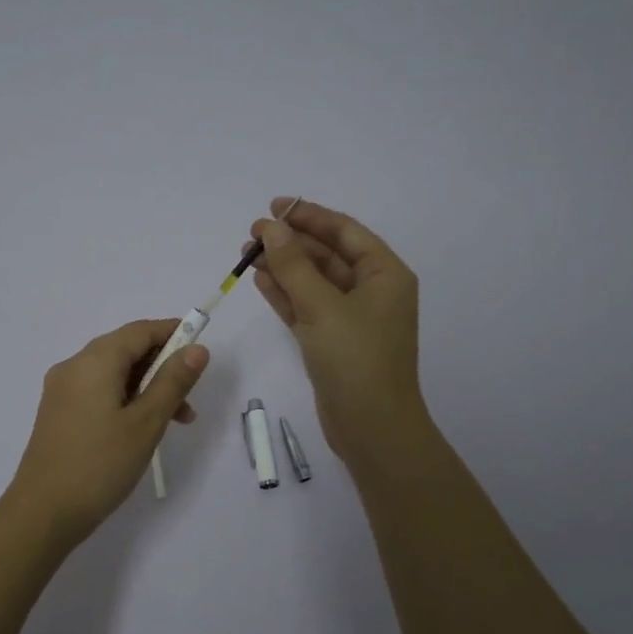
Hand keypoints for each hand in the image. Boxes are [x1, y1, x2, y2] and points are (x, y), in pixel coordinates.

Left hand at [5, 318, 209, 549]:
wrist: (42, 514)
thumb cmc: (100, 465)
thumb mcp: (146, 423)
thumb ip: (173, 382)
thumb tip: (197, 349)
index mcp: (94, 361)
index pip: (140, 331)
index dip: (173, 333)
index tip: (201, 350)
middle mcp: (73, 366)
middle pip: (126, 349)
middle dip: (162, 366)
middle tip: (191, 398)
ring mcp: (62, 390)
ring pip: (113, 374)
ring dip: (147, 387)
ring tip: (176, 421)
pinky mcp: (59, 413)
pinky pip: (98, 391)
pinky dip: (126, 399)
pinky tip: (142, 428)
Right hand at [248, 197, 425, 461]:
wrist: (372, 427)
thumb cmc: (356, 359)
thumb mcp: (323, 306)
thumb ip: (294, 265)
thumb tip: (271, 229)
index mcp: (385, 274)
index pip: (345, 232)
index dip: (310, 215)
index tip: (275, 206)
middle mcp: (371, 291)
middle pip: (327, 255)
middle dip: (292, 242)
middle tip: (252, 233)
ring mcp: (351, 318)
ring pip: (313, 282)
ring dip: (284, 266)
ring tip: (248, 253)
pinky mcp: (332, 341)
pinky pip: (306, 307)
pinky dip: (285, 294)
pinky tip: (260, 279)